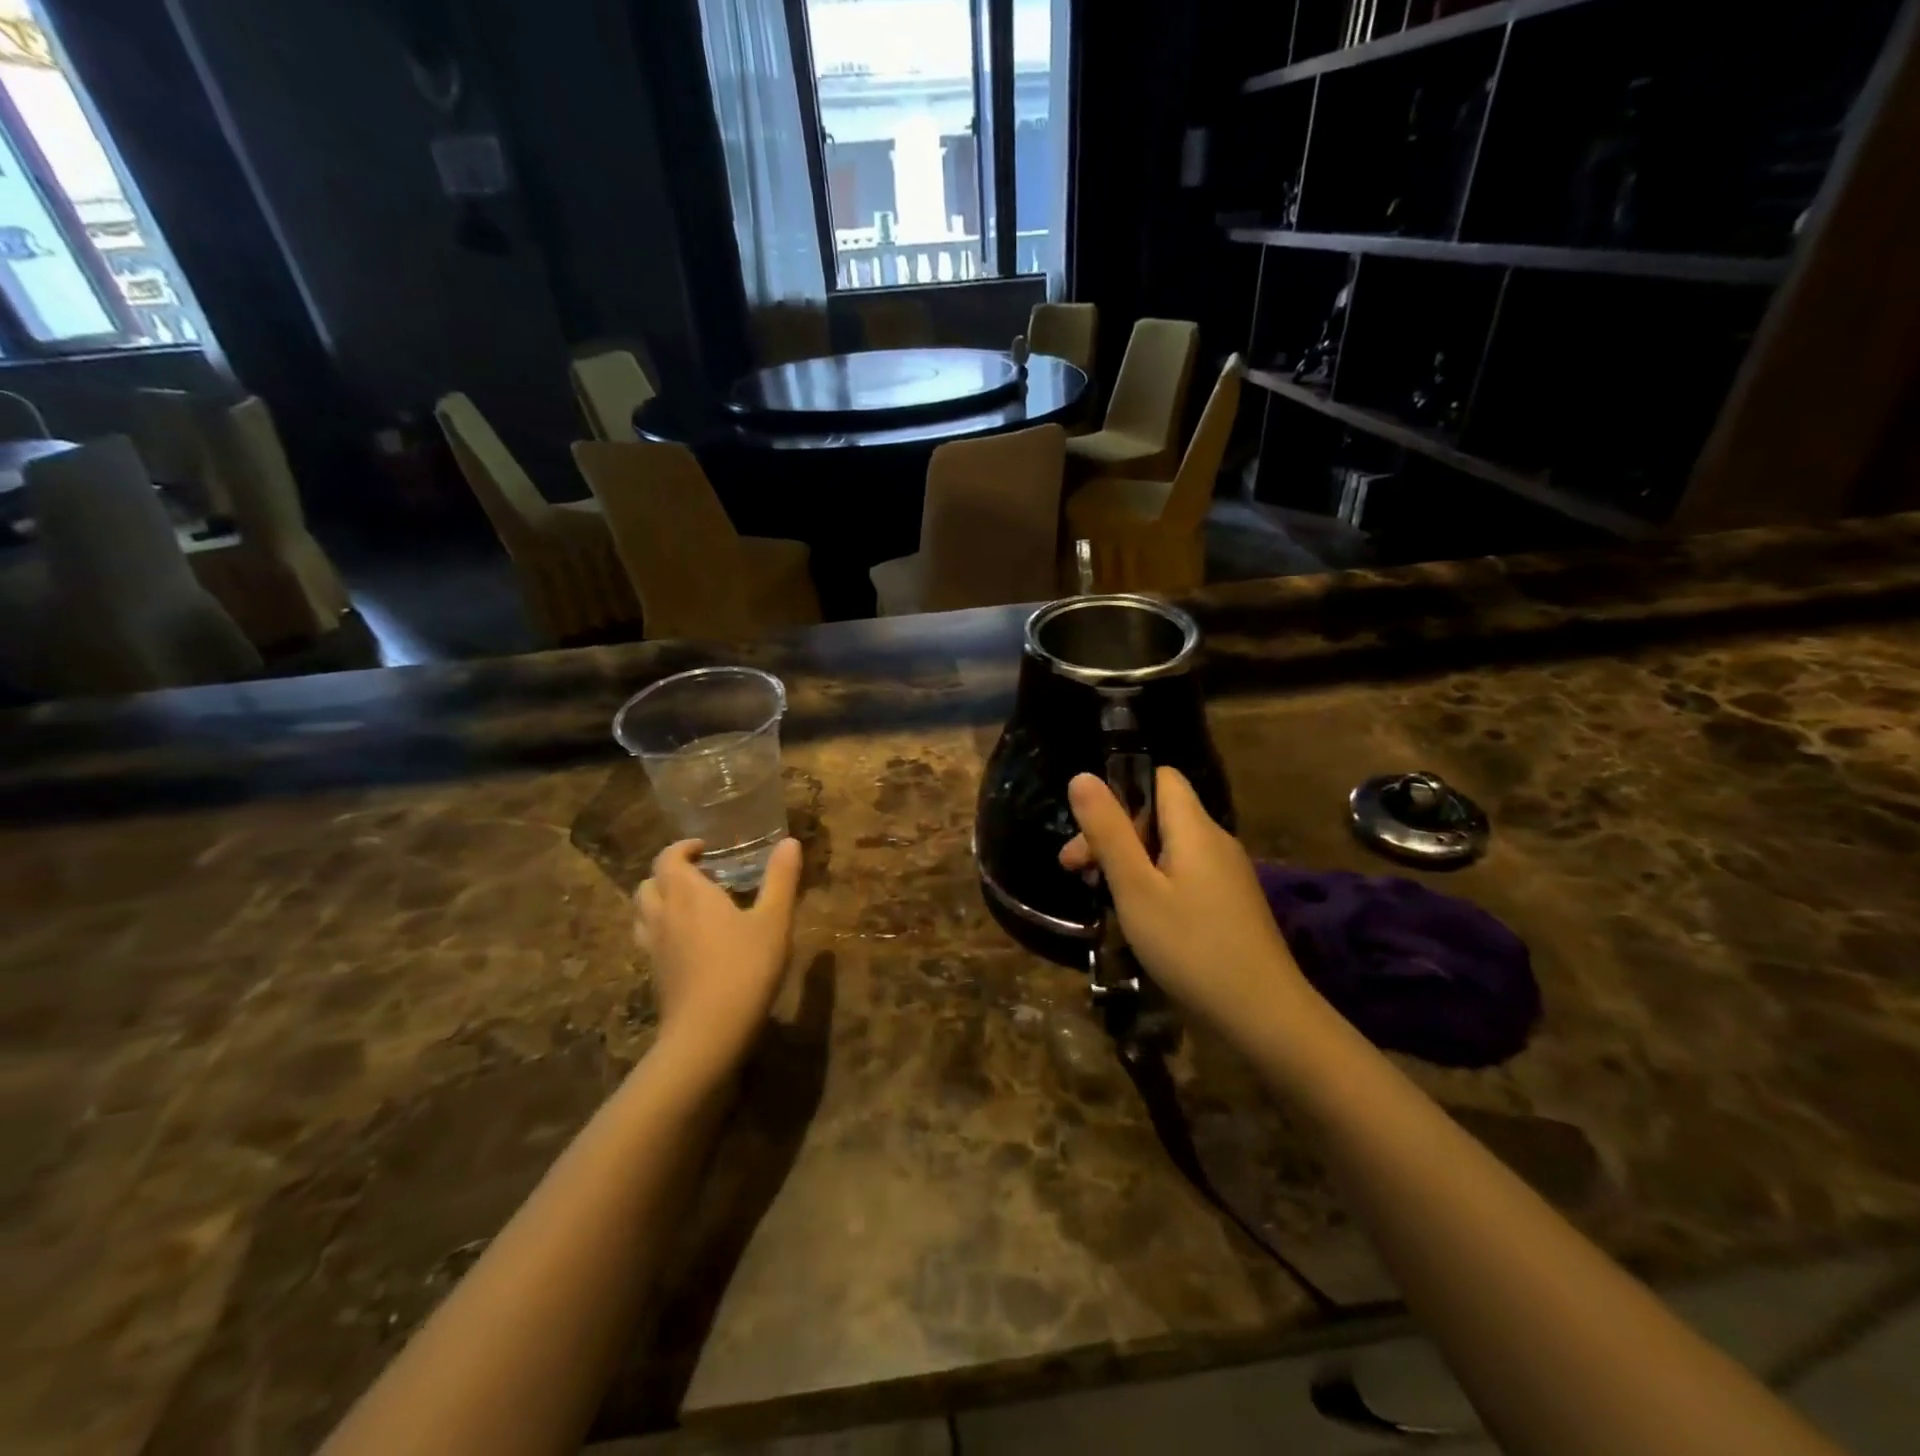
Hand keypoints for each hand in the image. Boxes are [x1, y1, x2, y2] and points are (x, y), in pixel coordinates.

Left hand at [633, 837, 802, 1079]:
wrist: (707, 1034)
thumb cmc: (745, 969)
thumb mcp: (774, 921)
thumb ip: (781, 879)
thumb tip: (789, 841)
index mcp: (689, 893)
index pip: (668, 858)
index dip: (682, 848)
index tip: (705, 848)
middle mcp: (664, 914)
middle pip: (648, 883)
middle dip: (669, 873)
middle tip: (698, 875)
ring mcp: (654, 947)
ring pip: (642, 912)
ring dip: (659, 899)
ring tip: (688, 905)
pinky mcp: (655, 975)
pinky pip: (648, 939)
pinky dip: (661, 929)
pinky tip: (687, 942)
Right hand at [1060, 768, 1312, 1044]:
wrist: (1264, 1017)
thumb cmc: (1190, 946)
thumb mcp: (1135, 888)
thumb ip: (1108, 831)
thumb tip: (1082, 776)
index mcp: (1196, 828)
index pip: (1161, 778)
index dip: (1123, 792)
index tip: (1092, 831)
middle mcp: (1216, 842)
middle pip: (1159, 816)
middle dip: (1114, 835)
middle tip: (1074, 871)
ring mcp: (1227, 876)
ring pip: (1169, 849)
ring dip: (1130, 863)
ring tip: (1100, 897)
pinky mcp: (1230, 905)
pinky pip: (1184, 876)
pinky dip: (1154, 885)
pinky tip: (1139, 919)